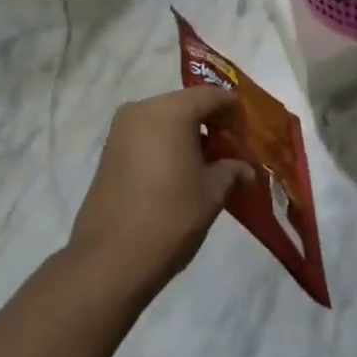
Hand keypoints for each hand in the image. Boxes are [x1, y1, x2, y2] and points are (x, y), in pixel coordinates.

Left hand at [68, 88, 254, 301]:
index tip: (247, 130)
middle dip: (209, 123)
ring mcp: (121, 129)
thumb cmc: (170, 217)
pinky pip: (146, 136)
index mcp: (171, 110)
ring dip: (186, 135)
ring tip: (206, 165)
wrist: (110, 260)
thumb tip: (246, 170)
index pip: (211, 96)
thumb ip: (231, 172)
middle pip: (185, 105)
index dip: (232, 110)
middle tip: (229, 149)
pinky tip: (178, 173)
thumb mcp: (211, 194)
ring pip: (164, 120)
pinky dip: (165, 145)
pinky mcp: (109, 151)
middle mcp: (142, 109)